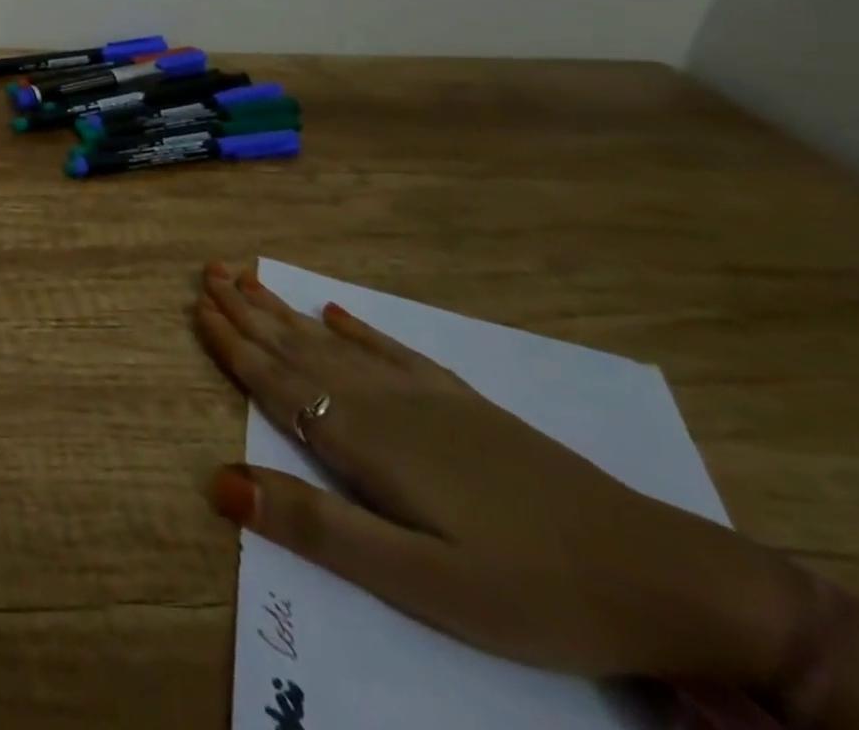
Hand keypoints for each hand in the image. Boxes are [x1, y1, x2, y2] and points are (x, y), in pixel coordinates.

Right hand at [194, 262, 806, 689]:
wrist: (663, 575)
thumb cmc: (530, 588)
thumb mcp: (420, 583)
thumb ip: (317, 528)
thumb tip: (219, 482)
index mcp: (362, 439)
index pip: (275, 380)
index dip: (232, 343)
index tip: (195, 304)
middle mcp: (381, 401)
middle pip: (296, 347)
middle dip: (247, 310)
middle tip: (208, 269)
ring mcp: (425, 395)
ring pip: (333, 340)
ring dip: (285, 310)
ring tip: (250, 278)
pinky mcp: (461, 401)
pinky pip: (390, 349)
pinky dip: (355, 327)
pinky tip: (335, 311)